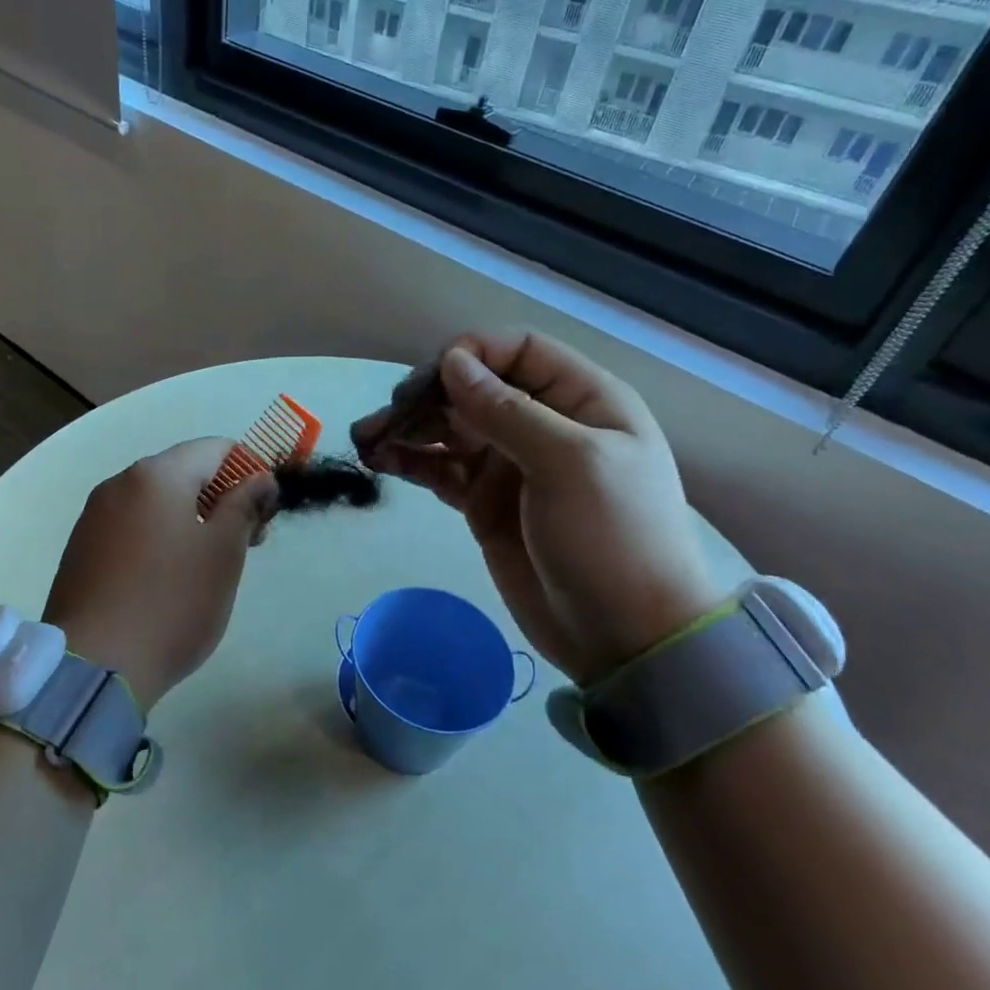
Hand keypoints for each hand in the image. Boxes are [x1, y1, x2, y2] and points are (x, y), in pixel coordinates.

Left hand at [42, 438, 276, 709]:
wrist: (94, 667)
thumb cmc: (172, 602)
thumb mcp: (223, 552)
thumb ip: (245, 504)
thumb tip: (259, 477)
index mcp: (156, 474)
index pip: (215, 448)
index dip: (249, 471)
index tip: (265, 513)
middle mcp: (119, 483)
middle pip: (184, 472)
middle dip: (221, 498)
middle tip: (246, 543)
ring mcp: (94, 516)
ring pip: (157, 501)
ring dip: (191, 519)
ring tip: (208, 565)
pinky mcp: (81, 548)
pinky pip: (131, 526)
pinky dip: (159, 537)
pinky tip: (168, 578)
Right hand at [352, 330, 723, 686]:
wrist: (624, 638)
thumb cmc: (612, 539)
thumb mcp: (571, 465)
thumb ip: (508, 411)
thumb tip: (451, 362)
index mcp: (581, 401)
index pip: (519, 351)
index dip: (473, 354)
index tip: (431, 380)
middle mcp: (542, 424)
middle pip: (473, 389)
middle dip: (425, 396)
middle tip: (384, 419)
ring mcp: (509, 465)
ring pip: (449, 429)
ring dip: (407, 428)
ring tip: (365, 440)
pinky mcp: (483, 503)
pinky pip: (440, 469)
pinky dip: (410, 461)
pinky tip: (379, 461)